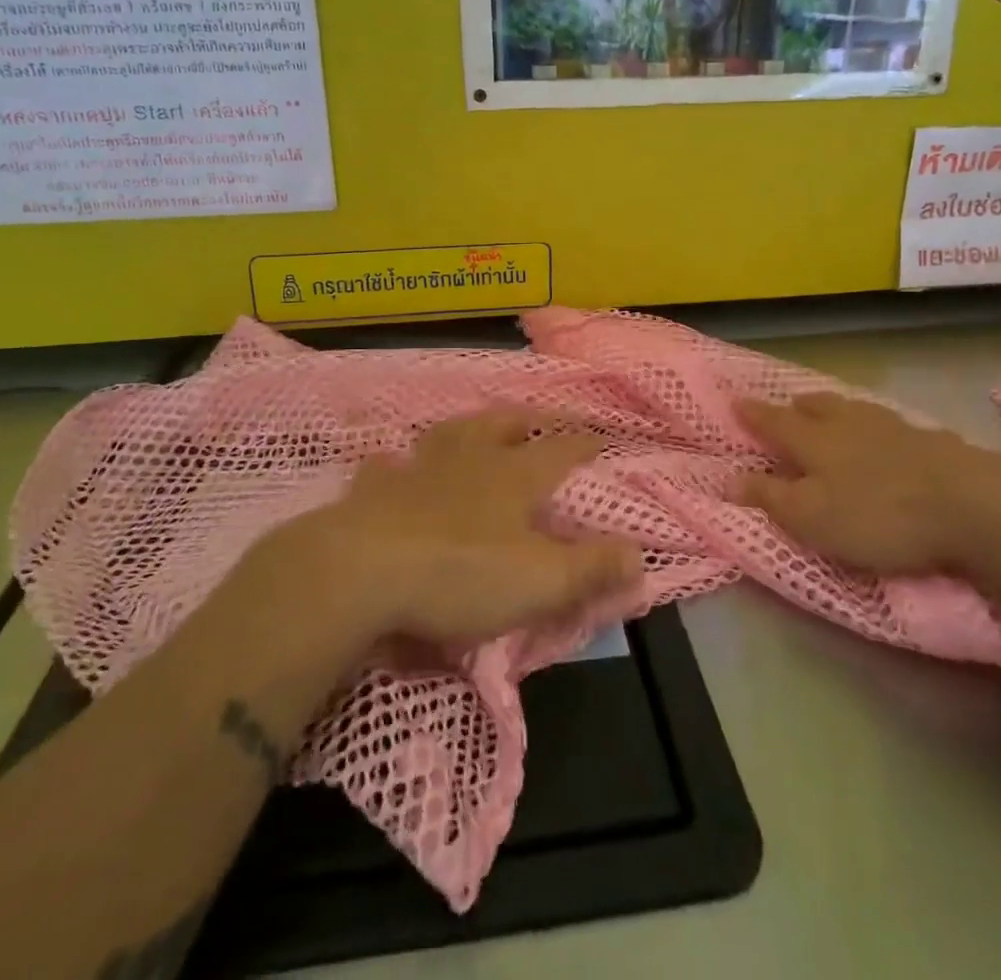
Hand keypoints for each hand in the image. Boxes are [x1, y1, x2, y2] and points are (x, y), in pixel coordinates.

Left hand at [275, 409, 642, 648]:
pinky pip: (386, 467)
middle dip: (524, 421)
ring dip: (466, 427)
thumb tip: (640, 554)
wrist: (361, 571)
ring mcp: (418, 469)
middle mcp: (468, 460)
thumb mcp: (540, 581)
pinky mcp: (374, 491)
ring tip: (473, 427)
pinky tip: (391, 464)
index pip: (560, 450)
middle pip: (501, 426)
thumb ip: (591, 568)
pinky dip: (394, 464)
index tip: (599, 435)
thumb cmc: (461, 573)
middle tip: (536, 418)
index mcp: (513, 476)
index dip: (583, 443)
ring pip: (447, 434)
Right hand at [734, 392, 1000, 575]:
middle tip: (789, 404)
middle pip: (818, 408)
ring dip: (839, 409)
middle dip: (798, 406)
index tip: (735, 401)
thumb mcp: (811, 517)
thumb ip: (769, 497)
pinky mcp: (933, 442)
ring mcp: (895, 429)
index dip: (754, 415)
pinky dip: (882, 428)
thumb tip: (727, 478)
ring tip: (834, 412)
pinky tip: (892, 437)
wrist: (970, 504)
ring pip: (857, 410)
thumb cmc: (877, 514)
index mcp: (815, 441)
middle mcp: (850, 425)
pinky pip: (896, 426)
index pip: (776, 422)